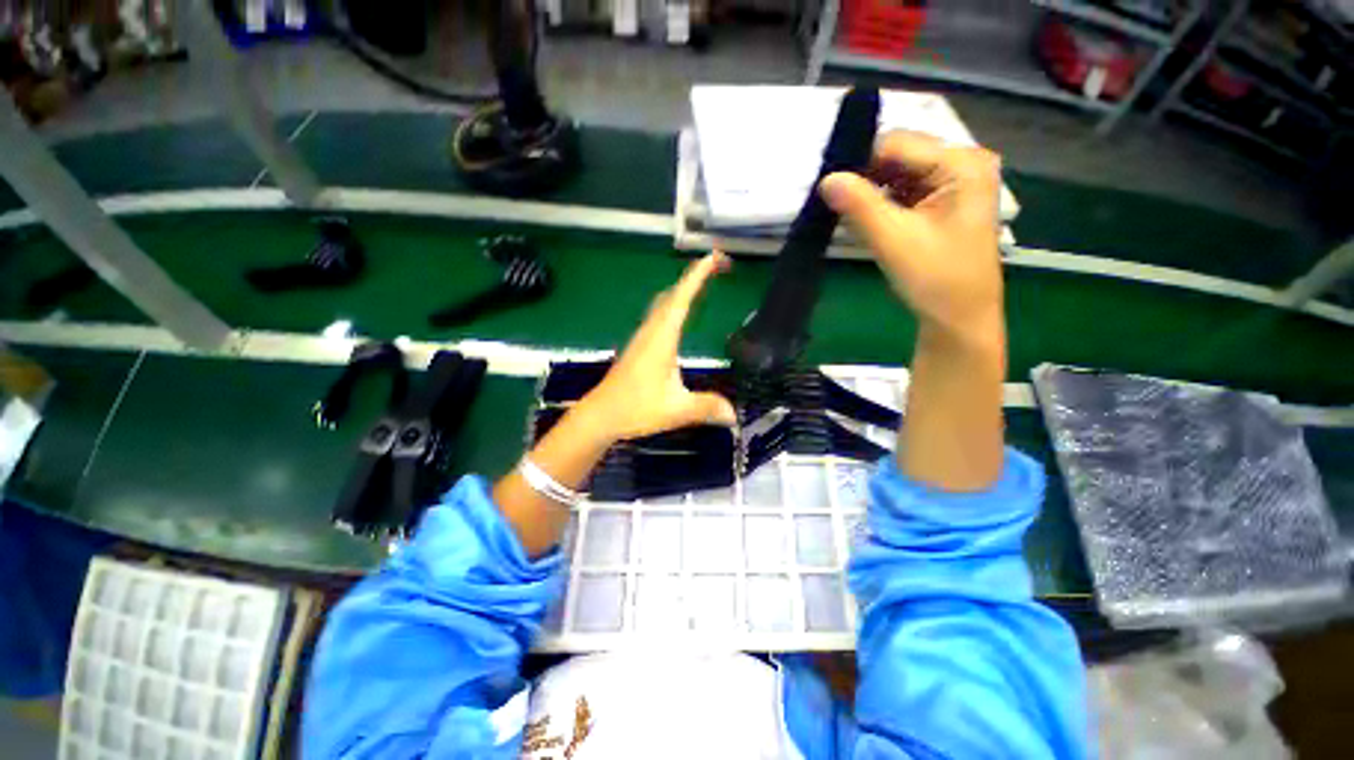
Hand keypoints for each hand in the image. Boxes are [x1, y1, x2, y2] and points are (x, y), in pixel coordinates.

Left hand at [574, 252, 737, 442]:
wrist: (600, 415)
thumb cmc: (636, 408)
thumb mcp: (676, 409)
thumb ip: (707, 407)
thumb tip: (734, 414)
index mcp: (662, 337)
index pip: (682, 298)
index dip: (698, 275)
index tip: (715, 257)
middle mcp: (651, 331)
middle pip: (673, 294)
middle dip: (695, 276)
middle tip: (719, 267)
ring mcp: (642, 337)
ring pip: (663, 302)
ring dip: (683, 289)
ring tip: (704, 284)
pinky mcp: (639, 347)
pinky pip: (659, 315)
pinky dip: (674, 304)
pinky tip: (679, 315)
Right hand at [819, 131, 1003, 343]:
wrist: (958, 317)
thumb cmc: (935, 279)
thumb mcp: (893, 240)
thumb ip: (859, 206)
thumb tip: (825, 179)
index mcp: (962, 164)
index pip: (898, 144)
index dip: (860, 162)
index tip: (830, 189)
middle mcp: (962, 162)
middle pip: (899, 155)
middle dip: (865, 178)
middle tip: (836, 205)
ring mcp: (954, 181)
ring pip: (897, 173)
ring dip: (871, 193)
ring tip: (849, 216)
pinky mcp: (943, 200)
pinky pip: (903, 190)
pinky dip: (882, 203)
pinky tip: (868, 221)